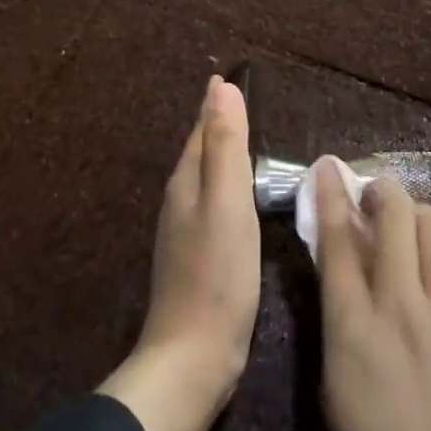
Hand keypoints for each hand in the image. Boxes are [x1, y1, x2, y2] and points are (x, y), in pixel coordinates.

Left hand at [98, 76, 259, 430]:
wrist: (193, 355)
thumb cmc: (217, 273)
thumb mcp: (227, 201)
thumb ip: (225, 145)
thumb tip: (220, 86)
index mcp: (186, 182)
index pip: (201, 129)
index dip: (216, 103)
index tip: (230, 76)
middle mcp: (181, 200)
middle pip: (200, 152)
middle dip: (217, 125)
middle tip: (243, 102)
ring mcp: (187, 232)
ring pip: (206, 180)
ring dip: (223, 156)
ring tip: (249, 143)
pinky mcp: (199, 258)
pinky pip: (215, 207)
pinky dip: (229, 190)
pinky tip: (246, 200)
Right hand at [315, 162, 430, 430]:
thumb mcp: (333, 383)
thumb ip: (336, 314)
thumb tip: (341, 260)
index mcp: (353, 326)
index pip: (338, 238)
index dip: (331, 194)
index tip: (327, 167)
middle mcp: (402, 306)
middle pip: (395, 214)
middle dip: (382, 190)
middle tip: (376, 199)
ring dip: (422, 217)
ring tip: (415, 233)